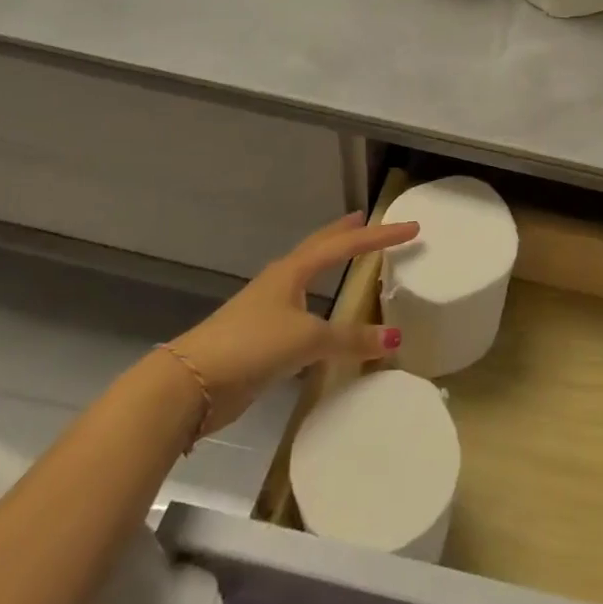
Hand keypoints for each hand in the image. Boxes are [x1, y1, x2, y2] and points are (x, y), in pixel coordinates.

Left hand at [165, 212, 417, 433]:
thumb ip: (350, 339)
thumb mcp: (307, 339)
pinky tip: (327, 317)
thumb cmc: (251, 346)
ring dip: (330, 264)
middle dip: (345, 234)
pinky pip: (303, 310)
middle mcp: (281, 282)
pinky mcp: (262, 337)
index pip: (345, 245)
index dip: (380, 236)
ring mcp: (268, 308)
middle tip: (368, 219)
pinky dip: (322, 304)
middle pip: (319, 248)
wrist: (191, 383)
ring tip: (350, 258)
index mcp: (293, 271)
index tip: (411, 227)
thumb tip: (395, 338)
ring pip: (308, 277)